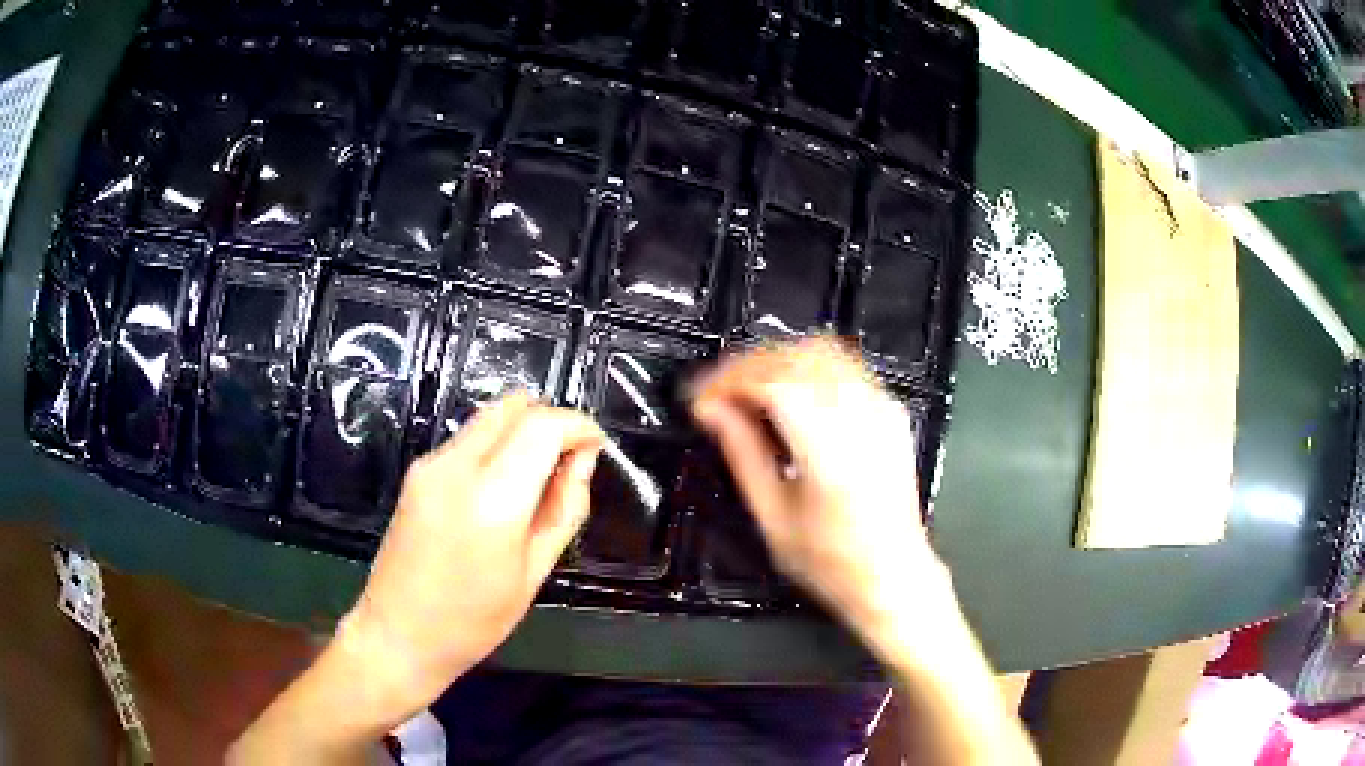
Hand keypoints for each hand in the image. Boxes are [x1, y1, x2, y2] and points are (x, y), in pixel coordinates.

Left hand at [339, 392, 602, 732]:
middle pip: (513, 406)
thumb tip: (582, 461)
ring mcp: (430, 464)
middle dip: (549, 421)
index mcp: (492, 499)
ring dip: (521, 432)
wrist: (398, 633)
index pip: (543, 426)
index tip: (595, 447)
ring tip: (536, 480)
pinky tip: (501, 489)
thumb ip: (564, 508)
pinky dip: (496, 446)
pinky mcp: (416, 471)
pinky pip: (467, 438)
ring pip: (489, 417)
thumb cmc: (474, 620)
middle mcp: (457, 466)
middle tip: (568, 461)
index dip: (577, 426)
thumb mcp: (534, 572)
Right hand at [691, 338, 956, 662]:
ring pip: (822, 351)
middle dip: (747, 366)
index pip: (771, 382)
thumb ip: (742, 453)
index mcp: (829, 449)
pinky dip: (808, 368)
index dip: (727, 382)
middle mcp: (861, 417)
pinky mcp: (890, 411)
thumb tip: (712, 411)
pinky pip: (845, 366)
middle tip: (717, 395)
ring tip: (747, 390)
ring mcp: (882, 408)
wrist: (894, 575)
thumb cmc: (831, 561)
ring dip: (777, 361)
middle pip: (796, 357)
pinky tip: (789, 394)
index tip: (700, 401)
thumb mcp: (774, 517)